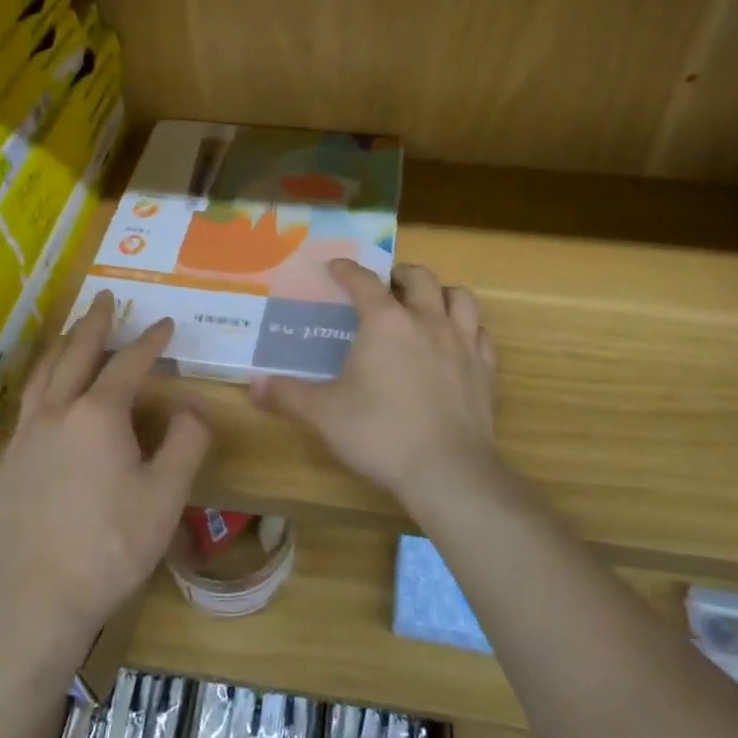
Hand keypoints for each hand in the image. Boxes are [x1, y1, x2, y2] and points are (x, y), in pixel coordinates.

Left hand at [0, 291, 213, 652]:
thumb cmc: (112, 545)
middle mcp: (58, 413)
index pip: (128, 364)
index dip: (150, 341)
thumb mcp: (166, 495)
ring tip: (71, 329)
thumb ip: (185, 442)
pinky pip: (27, 402)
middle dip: (95, 323)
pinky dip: (41, 379)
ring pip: (43, 374)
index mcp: (98, 415)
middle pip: (76, 354)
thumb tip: (189, 408)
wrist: (41, 599)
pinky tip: (46, 390)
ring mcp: (28, 436)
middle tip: (105, 297)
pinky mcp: (11, 461)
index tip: (166, 324)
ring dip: (61, 345)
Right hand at [252, 260, 499, 513]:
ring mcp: (462, 342)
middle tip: (387, 285)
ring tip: (426, 304)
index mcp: (385, 322)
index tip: (336, 266)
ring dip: (440, 292)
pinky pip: (480, 332)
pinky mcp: (485, 368)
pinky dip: (467, 327)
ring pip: (459, 297)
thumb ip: (288, 396)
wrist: (448, 471)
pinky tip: (458, 341)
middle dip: (400, 273)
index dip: (347, 270)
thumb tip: (252, 387)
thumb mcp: (324, 415)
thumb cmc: (380, 434)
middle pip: (419, 277)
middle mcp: (426, 321)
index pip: (364, 281)